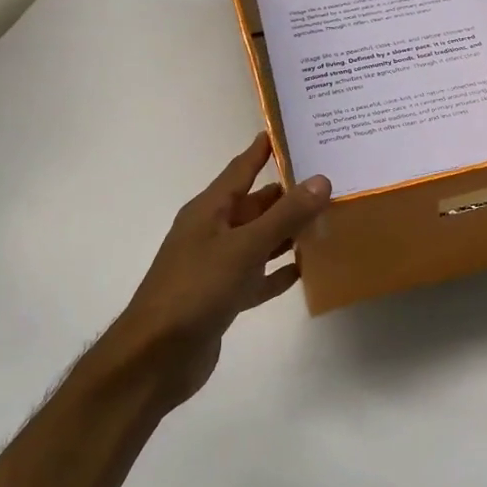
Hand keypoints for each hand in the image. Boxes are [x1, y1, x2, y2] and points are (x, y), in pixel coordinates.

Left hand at [112, 133, 329, 404]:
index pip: (240, 169)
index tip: (289, 130)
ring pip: (259, 240)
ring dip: (288, 232)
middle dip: (288, 194)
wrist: (157, 356)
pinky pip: (258, 276)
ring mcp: (217, 266)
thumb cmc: (196, 290)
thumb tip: (321, 179)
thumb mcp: (244, 247)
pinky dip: (279, 271)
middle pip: (255, 205)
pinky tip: (306, 269)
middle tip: (329, 179)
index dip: (262, 150)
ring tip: (327, 220)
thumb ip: (284, 215)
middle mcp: (212, 232)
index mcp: (209, 211)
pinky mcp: (224, 297)